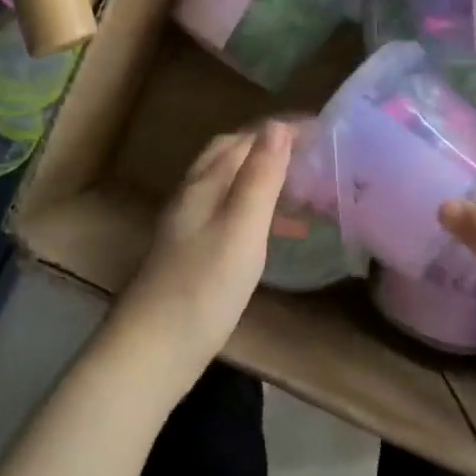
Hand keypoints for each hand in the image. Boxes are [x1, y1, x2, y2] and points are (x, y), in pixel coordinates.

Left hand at [107, 121, 291, 390]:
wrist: (152, 350)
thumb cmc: (204, 287)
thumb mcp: (241, 228)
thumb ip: (260, 177)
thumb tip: (277, 125)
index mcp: (204, 183)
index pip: (245, 139)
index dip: (282, 130)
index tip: (322, 131)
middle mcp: (192, 196)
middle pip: (231, 155)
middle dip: (270, 147)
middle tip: (311, 156)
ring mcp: (188, 225)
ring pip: (230, 184)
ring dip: (264, 178)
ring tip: (303, 191)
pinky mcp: (191, 252)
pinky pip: (229, 213)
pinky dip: (256, 210)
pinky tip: (275, 233)